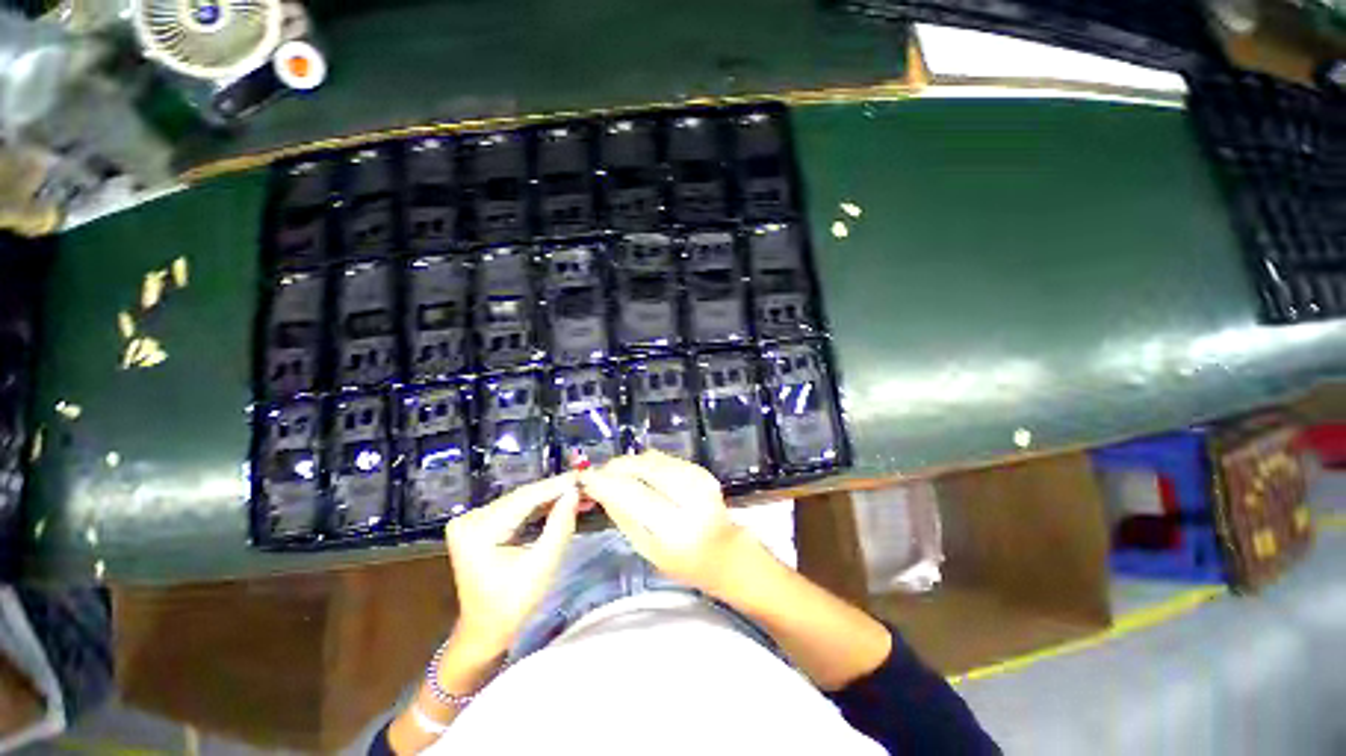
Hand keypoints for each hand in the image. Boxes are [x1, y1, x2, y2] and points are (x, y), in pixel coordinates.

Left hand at [444, 474, 579, 655]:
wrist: (485, 630)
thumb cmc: (513, 604)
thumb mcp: (543, 565)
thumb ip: (560, 524)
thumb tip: (574, 491)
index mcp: (478, 530)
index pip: (524, 499)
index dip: (556, 486)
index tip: (582, 476)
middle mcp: (470, 519)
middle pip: (522, 498)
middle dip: (555, 492)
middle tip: (584, 483)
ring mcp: (472, 521)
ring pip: (521, 502)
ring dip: (550, 498)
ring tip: (578, 491)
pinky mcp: (480, 525)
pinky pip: (515, 510)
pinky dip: (539, 508)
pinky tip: (560, 502)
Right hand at [579, 451, 761, 596]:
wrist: (726, 553)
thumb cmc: (684, 562)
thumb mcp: (648, 549)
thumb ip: (624, 517)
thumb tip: (600, 490)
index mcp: (675, 526)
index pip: (633, 494)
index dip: (606, 482)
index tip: (586, 477)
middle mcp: (690, 498)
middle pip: (645, 469)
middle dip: (617, 467)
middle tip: (599, 471)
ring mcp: (700, 480)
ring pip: (655, 460)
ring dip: (631, 462)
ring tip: (615, 471)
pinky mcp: (703, 472)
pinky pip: (667, 459)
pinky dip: (648, 461)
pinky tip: (638, 469)